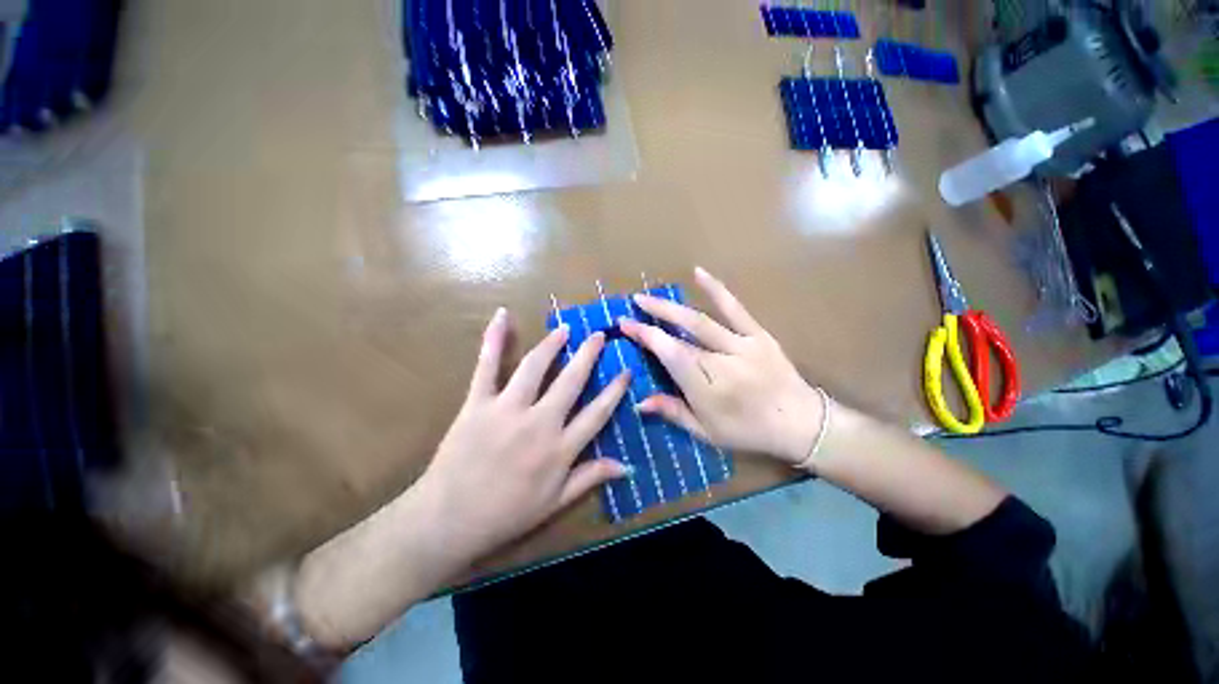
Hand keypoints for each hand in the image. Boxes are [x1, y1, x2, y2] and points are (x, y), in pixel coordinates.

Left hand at [418, 308, 631, 562]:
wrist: (448, 521)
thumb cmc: (506, 515)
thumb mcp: (555, 503)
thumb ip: (591, 477)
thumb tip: (627, 465)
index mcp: (560, 448)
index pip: (598, 412)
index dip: (615, 390)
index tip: (627, 370)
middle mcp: (539, 422)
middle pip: (571, 381)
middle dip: (589, 355)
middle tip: (599, 336)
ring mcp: (507, 409)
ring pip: (535, 367)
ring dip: (552, 344)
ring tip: (565, 329)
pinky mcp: (477, 403)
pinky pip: (487, 366)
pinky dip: (494, 339)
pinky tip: (502, 315)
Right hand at [619, 268, 825, 465]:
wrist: (802, 423)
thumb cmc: (749, 431)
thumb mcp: (707, 432)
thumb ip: (673, 412)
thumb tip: (640, 401)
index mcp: (707, 388)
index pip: (669, 355)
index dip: (646, 337)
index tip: (625, 324)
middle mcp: (722, 362)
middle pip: (681, 334)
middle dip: (654, 317)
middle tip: (633, 305)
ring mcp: (742, 345)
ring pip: (700, 320)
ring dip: (672, 305)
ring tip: (650, 295)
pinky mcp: (758, 335)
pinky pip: (735, 308)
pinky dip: (716, 289)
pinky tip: (698, 273)